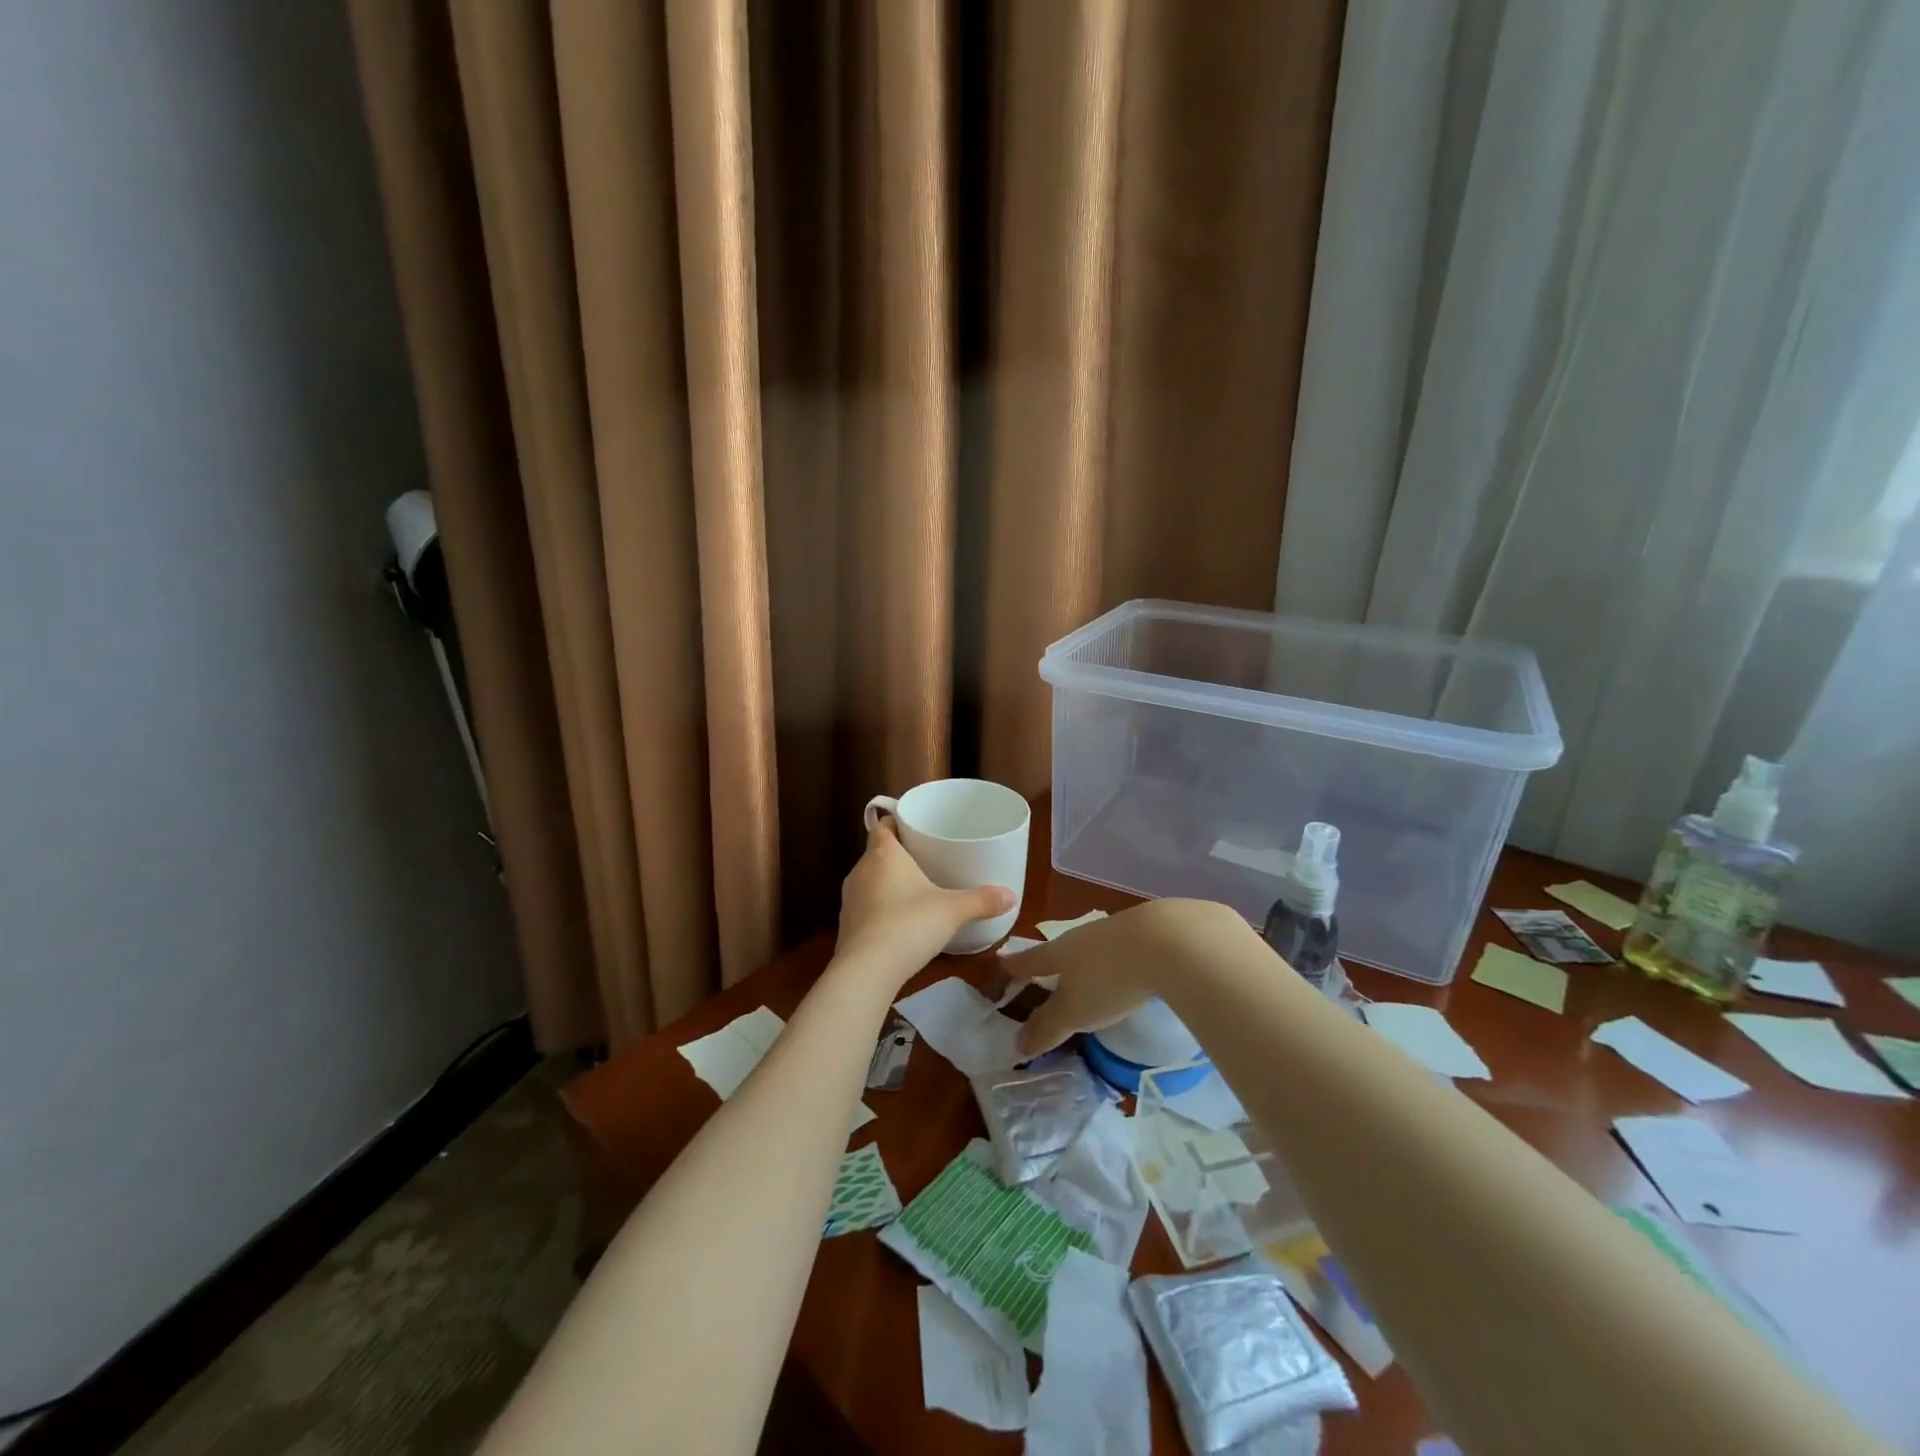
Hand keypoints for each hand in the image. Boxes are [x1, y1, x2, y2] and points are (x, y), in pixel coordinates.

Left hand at [834, 818, 1015, 984]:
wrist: (866, 971)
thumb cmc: (908, 925)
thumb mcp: (952, 911)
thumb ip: (981, 900)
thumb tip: (1012, 895)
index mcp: (884, 854)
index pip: (883, 825)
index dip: (897, 823)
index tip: (916, 828)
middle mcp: (861, 870)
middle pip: (877, 852)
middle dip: (898, 854)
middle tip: (925, 858)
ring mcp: (849, 899)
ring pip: (869, 879)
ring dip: (887, 882)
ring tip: (914, 889)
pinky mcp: (846, 925)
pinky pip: (865, 906)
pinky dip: (880, 908)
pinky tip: (899, 921)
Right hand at [1014, 898, 1242, 1057]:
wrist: (1168, 941)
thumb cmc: (1109, 979)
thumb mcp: (1075, 1012)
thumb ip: (1047, 1028)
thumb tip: (1017, 1044)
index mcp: (1058, 953)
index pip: (1029, 960)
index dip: (1014, 966)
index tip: (1000, 962)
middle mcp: (1081, 936)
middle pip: (1059, 949)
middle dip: (1051, 961)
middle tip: (1045, 971)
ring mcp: (1114, 930)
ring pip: (1091, 946)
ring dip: (1086, 960)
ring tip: (1086, 973)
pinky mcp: (1146, 932)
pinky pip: (1121, 947)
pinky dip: (1116, 959)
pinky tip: (1127, 968)